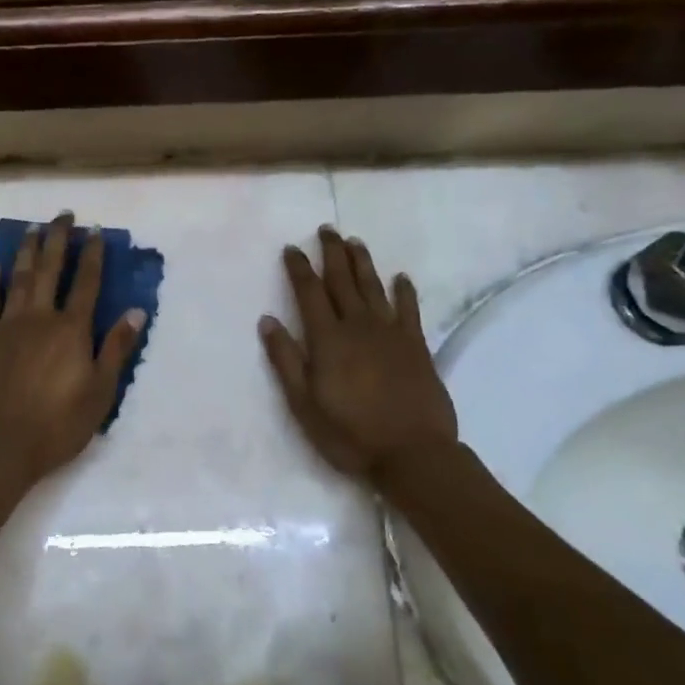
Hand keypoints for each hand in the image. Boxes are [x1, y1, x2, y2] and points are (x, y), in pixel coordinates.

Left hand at [0, 213, 145, 482]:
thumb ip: (116, 348)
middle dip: (58, 240)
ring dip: (27, 251)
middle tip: (63, 215)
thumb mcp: (101, 391)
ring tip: (33, 229)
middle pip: (50, 270)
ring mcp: (9, 326)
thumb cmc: (59, 423)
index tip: (95, 231)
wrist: (3, 444)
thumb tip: (136, 311)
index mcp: (71, 329)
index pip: (87, 283)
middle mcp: (40, 317)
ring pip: (19, 278)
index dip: (93, 255)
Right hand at [260, 227, 457, 478]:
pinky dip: (404, 290)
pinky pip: (410, 309)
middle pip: (342, 281)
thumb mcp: (303, 404)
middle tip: (326, 230)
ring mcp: (391, 333)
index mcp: (328, 340)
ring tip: (355, 242)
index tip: (291, 248)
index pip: (309, 293)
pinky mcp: (417, 346)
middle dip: (332, 253)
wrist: (413, 453)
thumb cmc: (350, 433)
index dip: (299, 268)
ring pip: (374, 287)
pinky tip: (401, 277)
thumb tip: (267, 320)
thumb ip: (286, 360)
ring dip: (363, 263)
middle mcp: (358, 326)